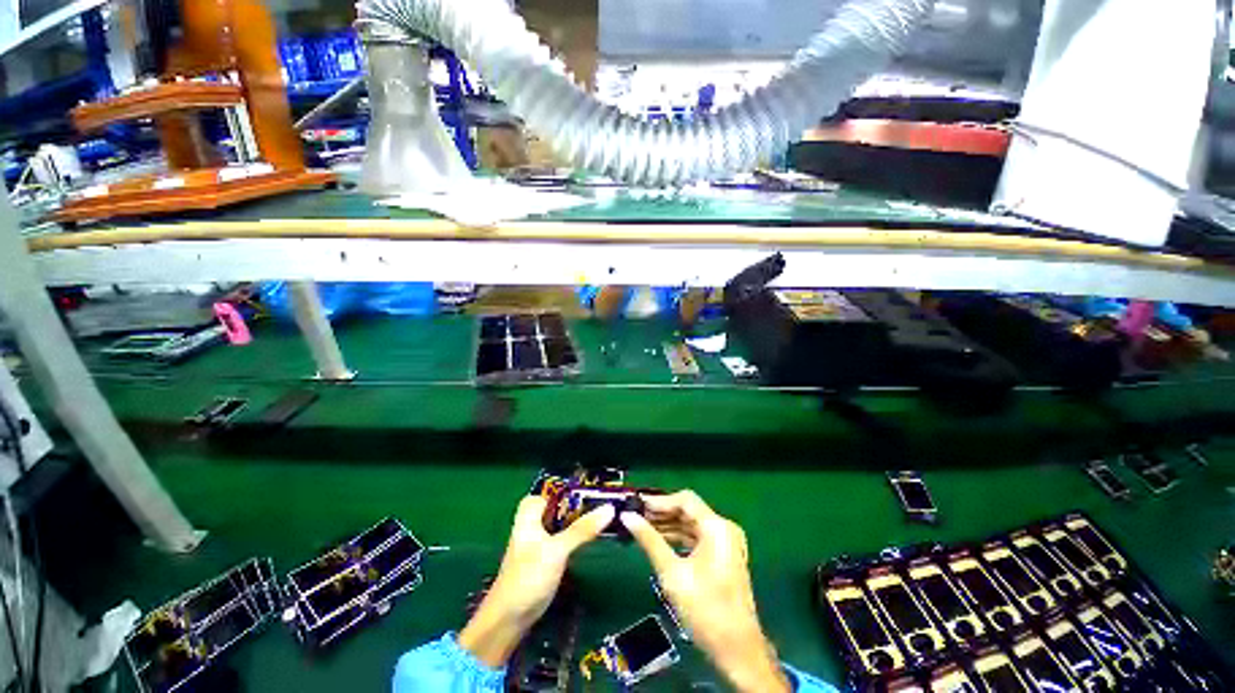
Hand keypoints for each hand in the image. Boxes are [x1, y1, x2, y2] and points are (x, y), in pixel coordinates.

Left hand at [459, 496, 613, 666]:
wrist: (508, 620)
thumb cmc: (528, 576)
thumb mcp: (557, 549)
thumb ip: (582, 529)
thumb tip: (610, 508)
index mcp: (529, 515)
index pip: (547, 492)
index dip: (566, 489)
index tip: (591, 488)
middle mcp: (532, 525)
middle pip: (556, 507)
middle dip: (577, 505)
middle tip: (602, 501)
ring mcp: (538, 544)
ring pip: (561, 524)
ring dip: (578, 521)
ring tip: (602, 517)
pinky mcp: (544, 560)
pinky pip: (562, 540)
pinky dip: (575, 537)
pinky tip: (590, 540)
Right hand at [621, 491, 790, 692]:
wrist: (736, 649)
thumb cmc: (704, 608)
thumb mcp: (672, 572)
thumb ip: (649, 540)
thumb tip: (627, 517)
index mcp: (716, 527)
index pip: (685, 500)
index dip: (660, 500)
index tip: (638, 504)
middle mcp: (724, 529)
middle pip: (689, 511)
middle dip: (663, 513)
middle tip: (637, 516)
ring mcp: (726, 543)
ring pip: (692, 525)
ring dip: (669, 525)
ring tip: (643, 527)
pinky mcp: (724, 556)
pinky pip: (698, 538)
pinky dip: (679, 538)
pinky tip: (660, 541)